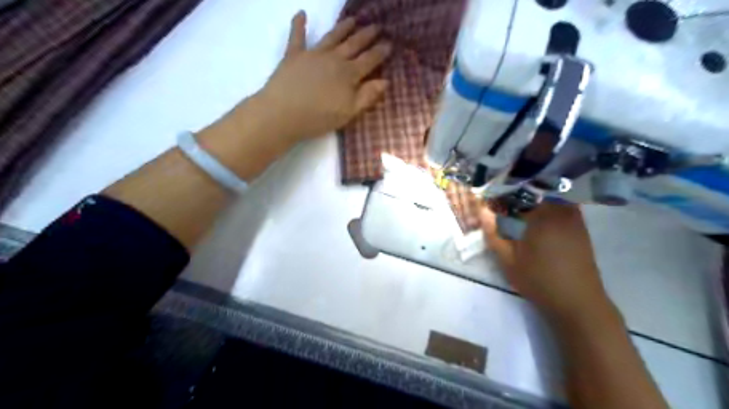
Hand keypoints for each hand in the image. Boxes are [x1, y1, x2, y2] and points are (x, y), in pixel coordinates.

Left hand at [197, 11, 392, 180]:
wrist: (283, 113)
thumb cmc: (319, 117)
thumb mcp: (348, 112)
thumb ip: (367, 96)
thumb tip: (385, 81)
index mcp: (349, 74)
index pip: (369, 60)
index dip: (380, 52)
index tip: (389, 43)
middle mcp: (334, 59)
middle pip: (353, 44)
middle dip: (366, 35)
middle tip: (376, 26)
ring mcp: (313, 54)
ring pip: (332, 37)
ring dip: (343, 27)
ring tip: (352, 19)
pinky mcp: (293, 55)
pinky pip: (297, 36)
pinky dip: (299, 24)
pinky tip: (301, 13)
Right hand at [483, 202, 613, 320]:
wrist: (577, 301)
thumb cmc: (539, 281)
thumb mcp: (509, 261)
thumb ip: (494, 234)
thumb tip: (483, 212)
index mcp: (541, 217)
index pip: (518, 194)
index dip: (502, 194)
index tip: (491, 200)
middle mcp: (560, 212)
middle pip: (536, 192)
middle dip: (518, 194)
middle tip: (503, 204)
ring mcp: (573, 218)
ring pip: (551, 197)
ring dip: (534, 199)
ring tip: (519, 209)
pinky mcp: (580, 227)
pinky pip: (562, 206)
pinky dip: (549, 206)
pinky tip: (538, 218)